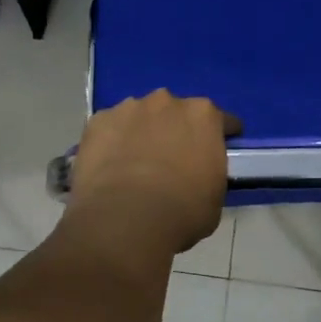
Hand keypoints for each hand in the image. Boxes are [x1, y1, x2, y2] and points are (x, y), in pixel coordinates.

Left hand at [67, 90, 238, 254]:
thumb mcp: (214, 197)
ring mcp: (129, 108)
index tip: (220, 148)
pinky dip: (112, 141)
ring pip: (140, 116)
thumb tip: (198, 175)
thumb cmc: (181, 212)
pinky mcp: (98, 121)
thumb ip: (209, 173)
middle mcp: (167, 101)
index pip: (222, 120)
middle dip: (176, 129)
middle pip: (176, 112)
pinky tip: (109, 166)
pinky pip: (110, 128)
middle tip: (172, 159)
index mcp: (203, 116)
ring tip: (135, 163)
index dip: (222, 135)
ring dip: (142, 132)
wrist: (124, 219)